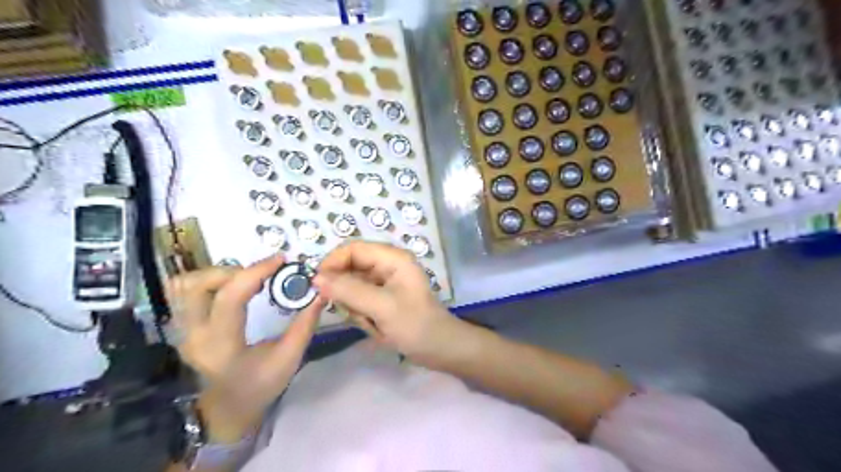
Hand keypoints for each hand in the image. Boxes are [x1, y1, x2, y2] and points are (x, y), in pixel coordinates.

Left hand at [167, 255, 326, 442]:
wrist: (224, 412)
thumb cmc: (258, 388)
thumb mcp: (288, 360)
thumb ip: (305, 325)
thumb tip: (320, 293)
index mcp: (222, 347)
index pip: (231, 297)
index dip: (256, 271)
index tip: (280, 260)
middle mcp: (194, 335)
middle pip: (197, 284)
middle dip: (232, 270)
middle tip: (259, 274)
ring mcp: (182, 331)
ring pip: (184, 284)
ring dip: (217, 273)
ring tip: (245, 280)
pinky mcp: (181, 327)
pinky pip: (182, 292)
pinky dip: (207, 280)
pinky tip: (230, 287)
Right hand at [311, 242, 462, 363]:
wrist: (439, 350)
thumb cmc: (415, 325)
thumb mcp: (381, 307)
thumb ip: (348, 290)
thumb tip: (316, 278)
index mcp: (392, 258)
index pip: (352, 249)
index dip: (333, 263)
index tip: (318, 286)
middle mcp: (387, 265)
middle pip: (350, 269)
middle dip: (347, 294)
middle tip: (358, 314)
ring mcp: (385, 283)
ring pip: (351, 288)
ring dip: (355, 308)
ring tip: (373, 324)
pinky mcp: (383, 298)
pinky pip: (359, 301)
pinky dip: (362, 315)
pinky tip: (375, 328)